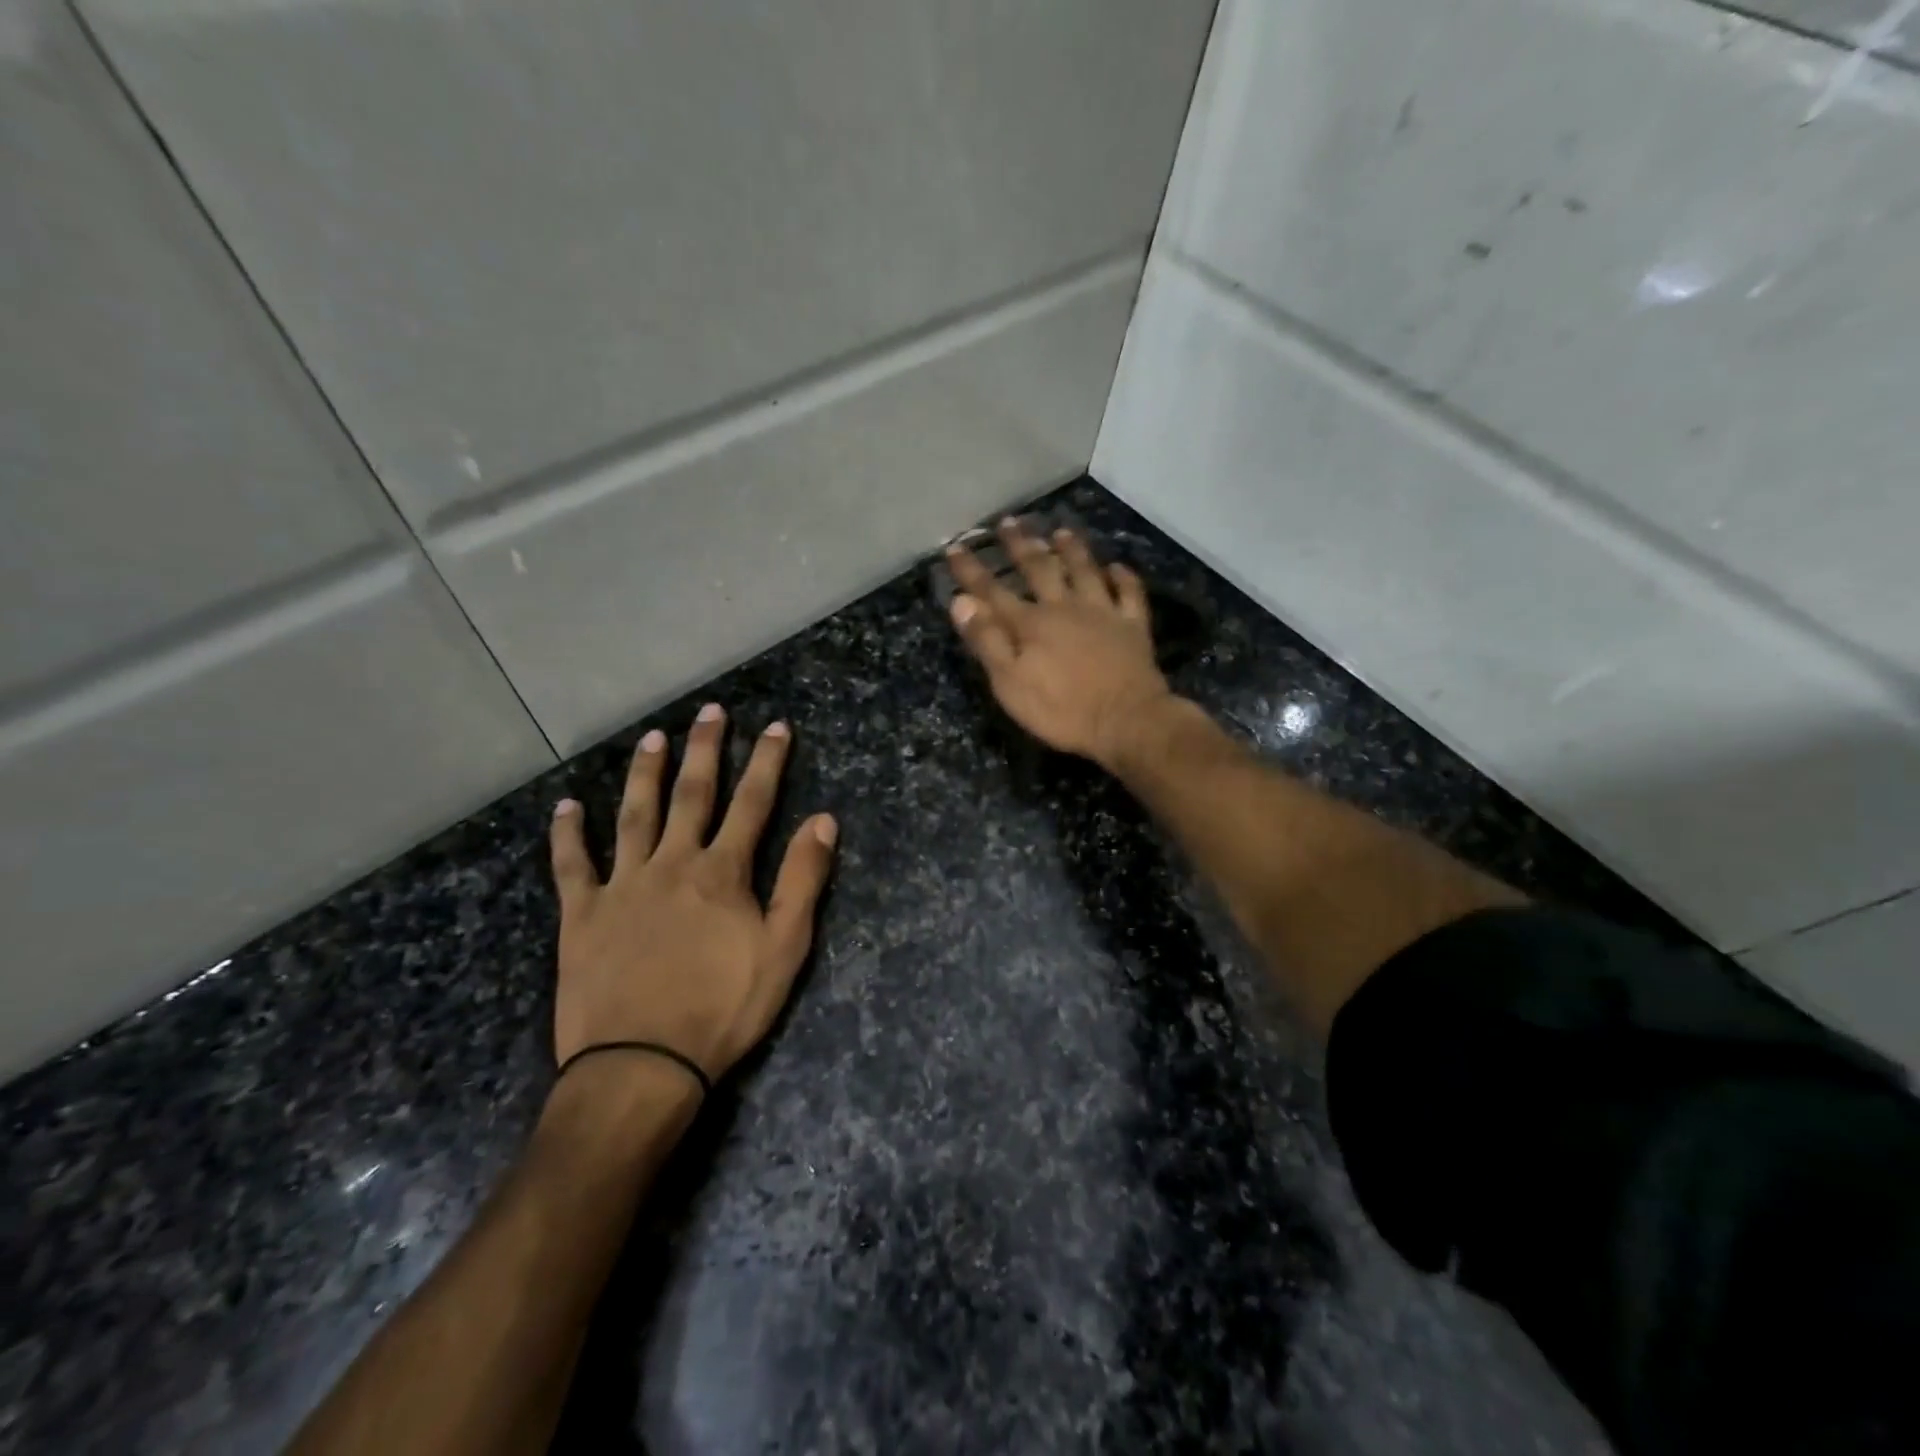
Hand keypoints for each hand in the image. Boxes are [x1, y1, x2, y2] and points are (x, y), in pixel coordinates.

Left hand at [547, 704, 836, 1084]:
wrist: (642, 1064)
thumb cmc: (724, 1008)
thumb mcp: (784, 948)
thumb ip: (803, 880)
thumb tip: (823, 820)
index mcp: (722, 872)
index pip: (752, 803)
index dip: (767, 761)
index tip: (775, 726)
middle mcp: (672, 863)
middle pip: (692, 795)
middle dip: (705, 750)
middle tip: (710, 711)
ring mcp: (622, 885)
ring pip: (633, 815)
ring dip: (644, 774)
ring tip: (652, 738)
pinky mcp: (582, 914)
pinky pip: (572, 864)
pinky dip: (568, 834)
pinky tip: (566, 807)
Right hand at [945, 519, 1173, 767]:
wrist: (1126, 721)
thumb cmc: (1062, 710)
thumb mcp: (1010, 683)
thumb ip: (987, 641)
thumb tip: (961, 601)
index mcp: (1030, 624)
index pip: (992, 591)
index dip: (972, 570)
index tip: (955, 547)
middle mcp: (1065, 607)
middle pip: (1040, 569)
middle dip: (1021, 545)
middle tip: (1009, 522)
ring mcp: (1103, 613)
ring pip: (1085, 571)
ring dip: (1072, 550)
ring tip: (1061, 531)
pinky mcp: (1133, 627)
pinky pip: (1129, 594)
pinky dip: (1123, 578)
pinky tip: (1118, 567)